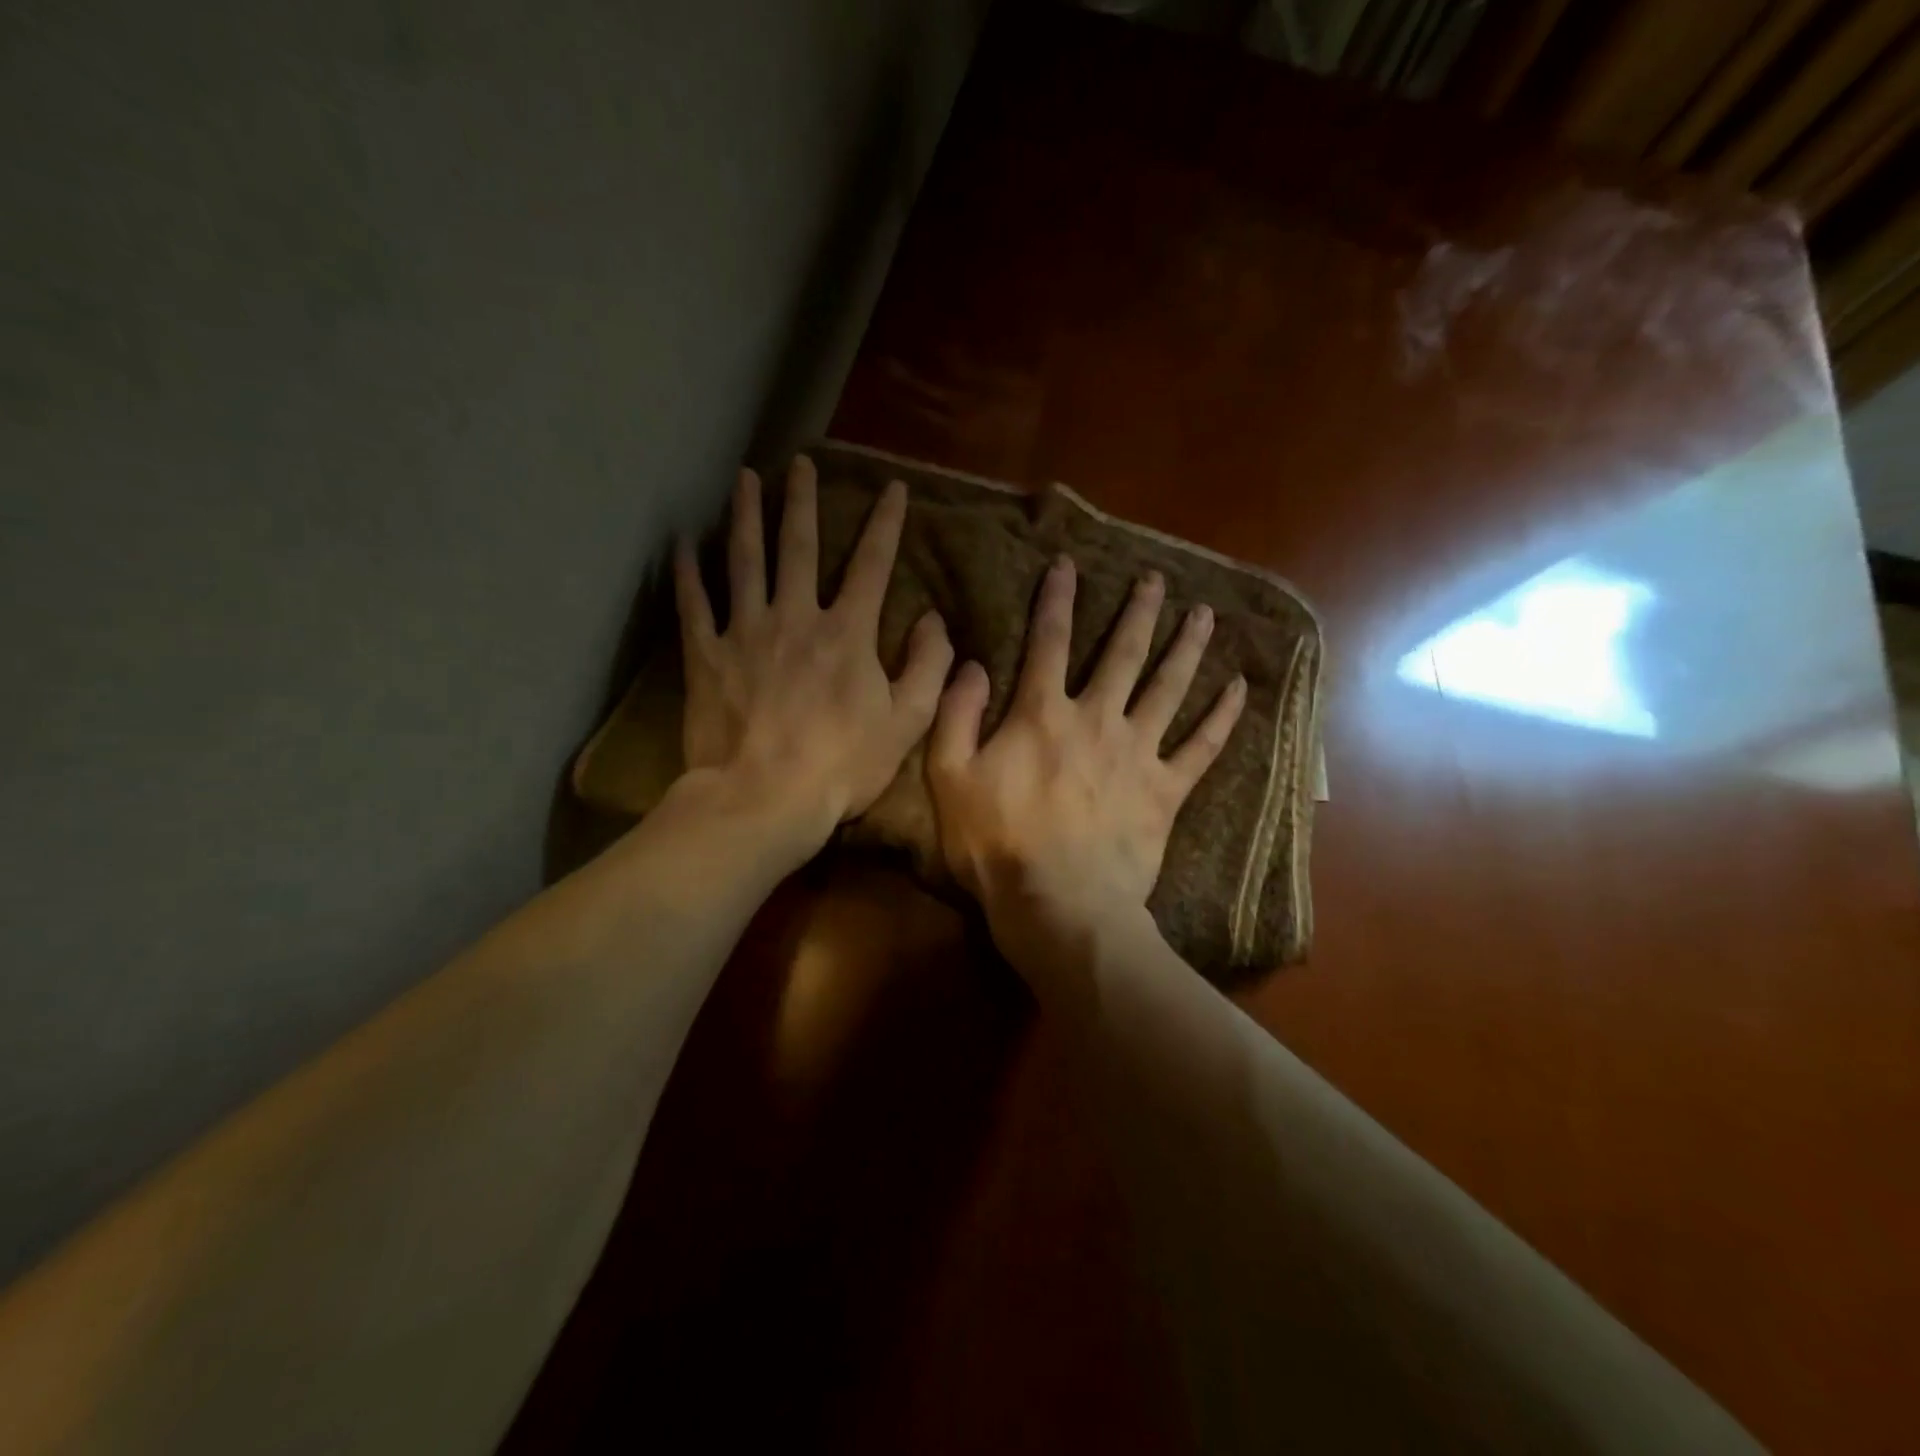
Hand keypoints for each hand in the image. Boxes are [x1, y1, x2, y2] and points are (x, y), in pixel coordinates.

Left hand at [674, 455, 952, 855]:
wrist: (765, 799)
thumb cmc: (842, 765)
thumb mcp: (906, 722)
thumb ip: (928, 666)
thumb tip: (934, 619)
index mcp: (847, 633)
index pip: (872, 565)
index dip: (885, 524)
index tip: (892, 488)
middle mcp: (796, 617)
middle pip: (799, 546)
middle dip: (803, 501)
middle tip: (800, 463)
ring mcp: (746, 632)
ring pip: (745, 561)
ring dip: (745, 516)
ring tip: (744, 479)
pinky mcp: (706, 656)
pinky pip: (693, 605)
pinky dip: (687, 572)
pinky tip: (681, 543)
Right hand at [926, 556, 1245, 965]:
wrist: (1058, 904)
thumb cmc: (997, 844)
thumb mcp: (950, 778)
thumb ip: (957, 715)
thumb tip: (972, 663)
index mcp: (1042, 715)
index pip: (1047, 642)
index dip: (1056, 599)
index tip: (1067, 564)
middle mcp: (1097, 720)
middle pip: (1123, 654)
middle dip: (1139, 612)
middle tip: (1157, 580)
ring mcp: (1138, 753)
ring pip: (1169, 688)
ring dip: (1188, 648)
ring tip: (1205, 615)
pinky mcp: (1166, 791)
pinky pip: (1202, 748)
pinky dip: (1223, 718)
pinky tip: (1240, 689)